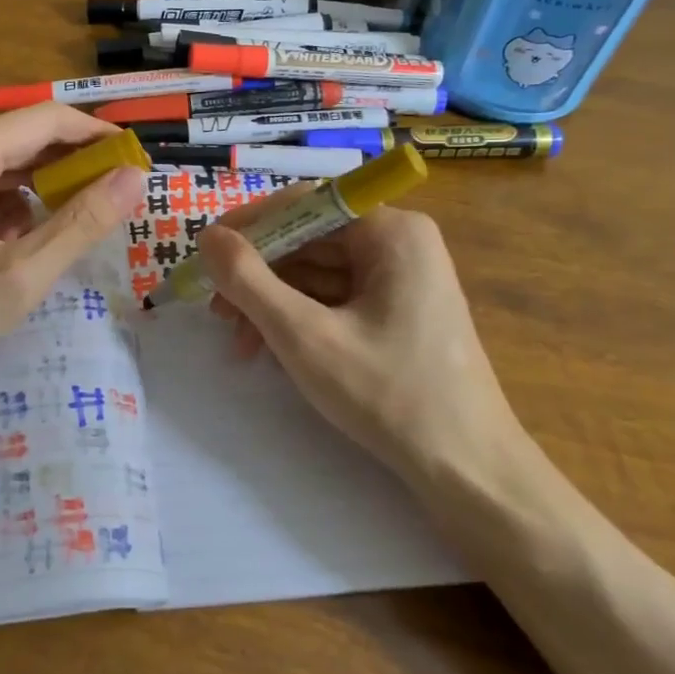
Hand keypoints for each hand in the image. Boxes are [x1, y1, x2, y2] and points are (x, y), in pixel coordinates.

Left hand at [0, 106, 144, 408]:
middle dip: (76, 162)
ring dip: (47, 184)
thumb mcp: (19, 276)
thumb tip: (135, 178)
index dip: (99, 136)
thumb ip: (81, 223)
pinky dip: (16, 203)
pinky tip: (26, 241)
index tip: (139, 162)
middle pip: (27, 137)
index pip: (49, 120)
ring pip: (7, 162)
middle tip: (120, 196)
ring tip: (83, 219)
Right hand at [196, 198, 525, 486]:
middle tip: (217, 311)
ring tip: (240, 344)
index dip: (250, 225)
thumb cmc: (389, 395)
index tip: (207, 255)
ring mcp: (402, 279)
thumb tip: (208, 236)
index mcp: (391, 231)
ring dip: (273, 303)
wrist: (468, 470)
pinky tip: (273, 354)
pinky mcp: (399, 312)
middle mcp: (400, 243)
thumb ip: (248, 281)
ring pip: (318, 273)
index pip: (305, 203)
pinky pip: (336, 299)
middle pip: (309, 240)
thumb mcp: (305, 336)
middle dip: (258, 276)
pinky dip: (300, 320)